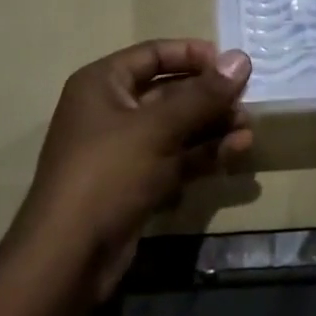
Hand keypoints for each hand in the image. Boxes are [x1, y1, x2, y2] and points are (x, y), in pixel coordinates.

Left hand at [7, 40, 252, 300]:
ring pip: (176, 128)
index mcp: (103, 83)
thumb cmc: (107, 175)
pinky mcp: (135, 184)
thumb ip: (202, 95)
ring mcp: (123, 150)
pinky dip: (202, 155)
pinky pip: (174, 158)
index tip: (231, 64)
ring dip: (212, 127)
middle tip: (247, 101)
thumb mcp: (157, 129)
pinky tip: (235, 154)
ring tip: (248, 130)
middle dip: (209, 97)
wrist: (66, 261)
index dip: (193, 55)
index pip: (154, 54)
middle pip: (169, 92)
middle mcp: (111, 110)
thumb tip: (241, 58)